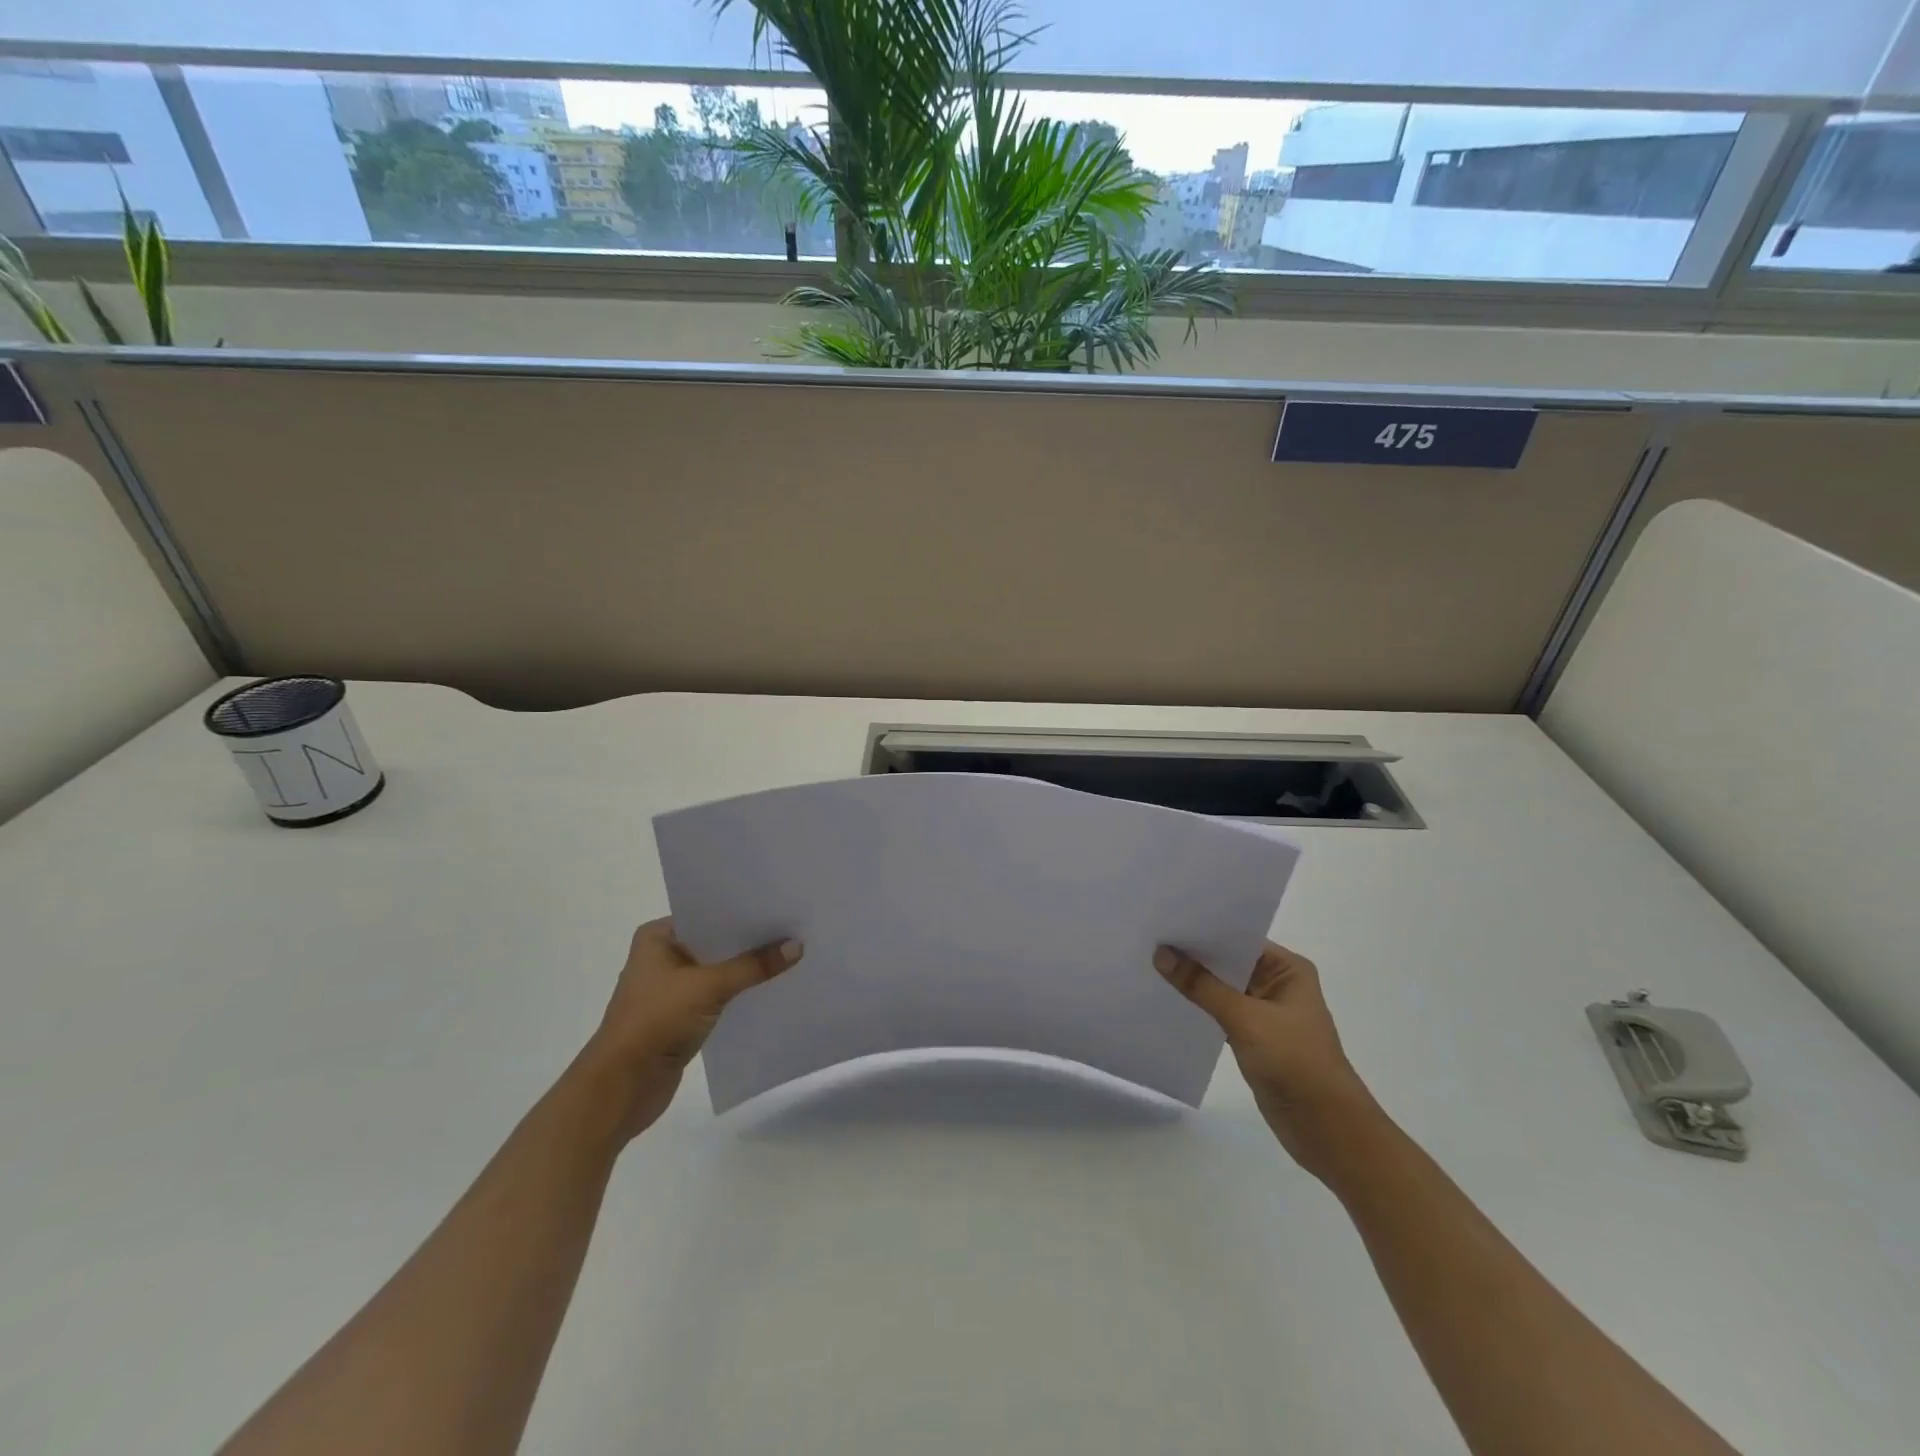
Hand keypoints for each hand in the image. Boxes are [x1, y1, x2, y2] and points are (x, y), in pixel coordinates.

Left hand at [580, 918, 802, 1139]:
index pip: (709, 913)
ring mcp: (671, 988)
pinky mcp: (681, 1017)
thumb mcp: (708, 986)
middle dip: (751, 940)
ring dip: (747, 968)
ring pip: (719, 969)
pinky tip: (771, 987)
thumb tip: (797, 946)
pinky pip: (719, 995)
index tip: (781, 904)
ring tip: (791, 954)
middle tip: (795, 927)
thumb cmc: (655, 1022)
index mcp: (658, 937)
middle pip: (717, 942)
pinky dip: (740, 992)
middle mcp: (663, 956)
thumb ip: (753, 966)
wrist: (621, 1088)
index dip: (744, 911)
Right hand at [1154, 940, 1380, 1178]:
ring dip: (1194, 981)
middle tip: (1150, 938)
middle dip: (1193, 954)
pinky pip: (1220, 1012)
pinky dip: (1199, 1006)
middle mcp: (1278, 984)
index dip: (1204, 930)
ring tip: (1150, 963)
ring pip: (1222, 988)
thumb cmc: (1295, 1062)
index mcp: (1288, 969)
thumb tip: (1161, 953)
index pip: (1239, 938)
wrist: (1327, 1129)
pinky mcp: (1254, 1038)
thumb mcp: (1245, 1018)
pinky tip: (1168, 999)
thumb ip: (1201, 985)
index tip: (1165, 920)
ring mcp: (1266, 1012)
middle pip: (1228, 961)